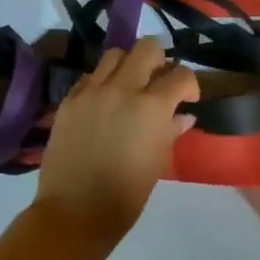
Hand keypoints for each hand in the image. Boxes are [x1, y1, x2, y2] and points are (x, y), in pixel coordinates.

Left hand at [32, 38, 197, 250]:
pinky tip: (104, 101)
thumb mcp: (158, 161)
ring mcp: (92, 91)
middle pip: (147, 48)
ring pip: (115, 54)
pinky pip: (90, 76)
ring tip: (130, 84)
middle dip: (160, 59)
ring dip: (129, 64)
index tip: (188, 98)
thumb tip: (183, 115)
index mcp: (151, 106)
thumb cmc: (126, 194)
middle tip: (159, 80)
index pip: (180, 75)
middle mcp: (122, 88)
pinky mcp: (69, 99)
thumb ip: (171, 130)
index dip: (190, 84)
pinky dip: (102, 81)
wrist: (75, 211)